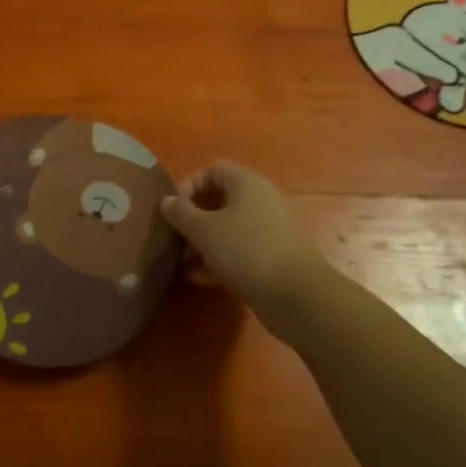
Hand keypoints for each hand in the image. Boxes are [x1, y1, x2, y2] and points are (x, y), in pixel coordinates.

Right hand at [160, 161, 332, 325]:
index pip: (213, 169)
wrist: (298, 296)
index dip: (189, 185)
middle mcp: (262, 200)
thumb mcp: (204, 231)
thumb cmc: (246, 251)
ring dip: (205, 242)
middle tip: (176, 237)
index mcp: (247, 183)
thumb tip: (167, 200)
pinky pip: (243, 250)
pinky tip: (202, 278)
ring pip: (231, 228)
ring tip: (184, 262)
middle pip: (221, 200)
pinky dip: (222, 259)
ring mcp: (272, 229)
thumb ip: (181, 213)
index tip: (173, 209)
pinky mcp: (277, 257)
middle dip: (194, 218)